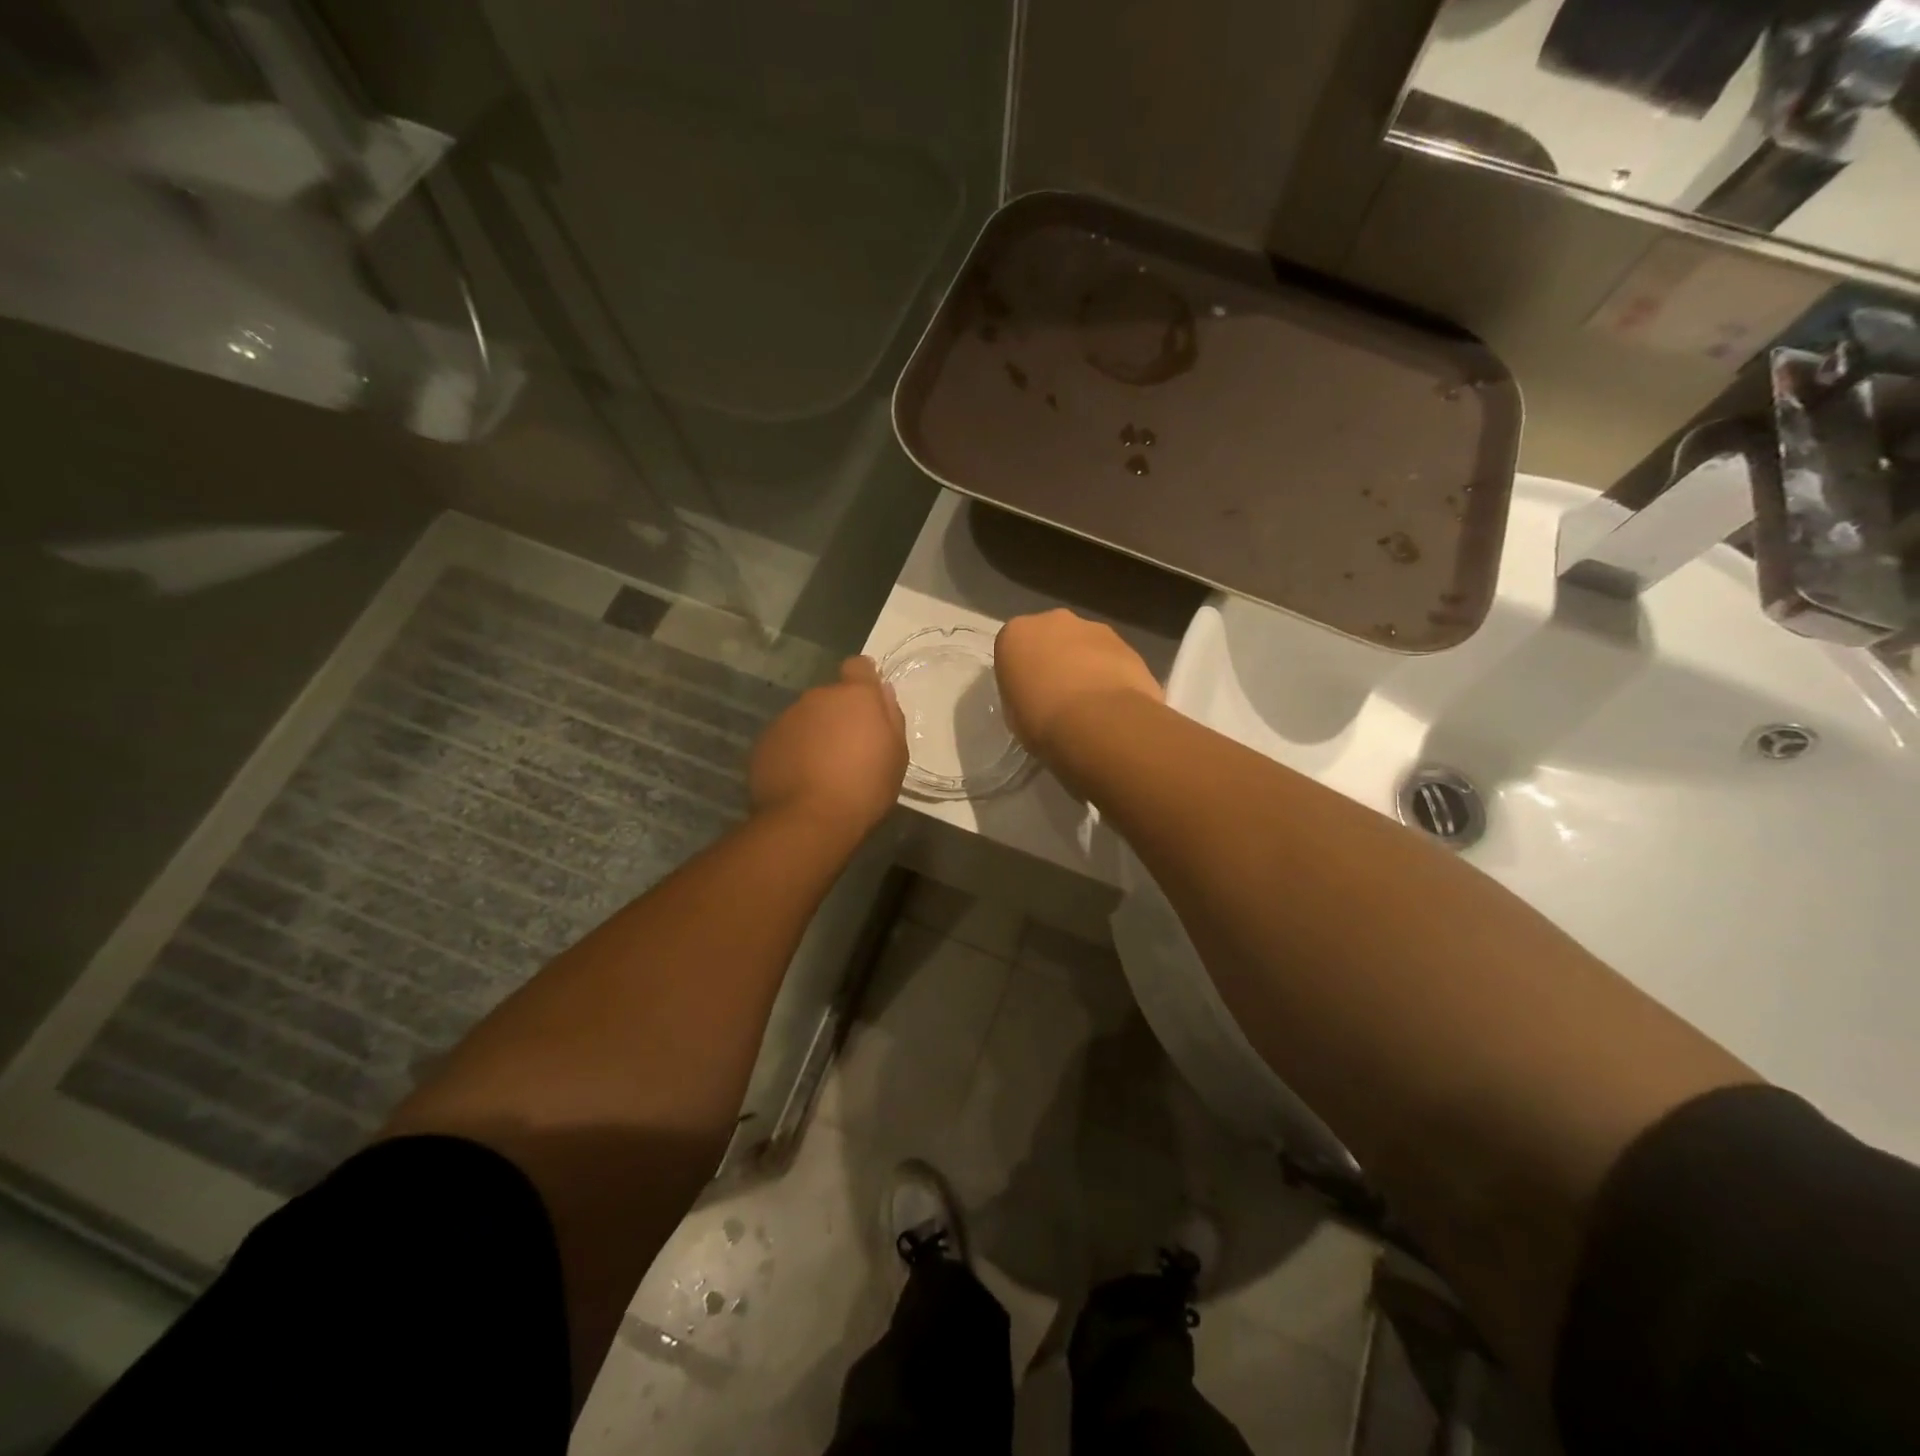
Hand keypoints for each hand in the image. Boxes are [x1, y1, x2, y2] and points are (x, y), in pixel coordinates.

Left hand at [750, 657, 906, 837]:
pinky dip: (793, 752)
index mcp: (855, 696)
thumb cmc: (865, 788)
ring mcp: (786, 718)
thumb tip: (882, 693)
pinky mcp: (764, 742)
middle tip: (849, 751)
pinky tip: (800, 781)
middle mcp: (817, 697)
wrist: (809, 821)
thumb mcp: (897, 755)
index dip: (864, 681)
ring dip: (815, 734)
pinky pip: (786, 739)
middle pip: (831, 697)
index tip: (869, 706)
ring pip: (806, 718)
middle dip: (839, 715)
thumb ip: (891, 717)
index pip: (859, 666)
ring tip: (822, 770)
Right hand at [994, 610, 1163, 759]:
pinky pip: (1112, 660)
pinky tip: (1113, 706)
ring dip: (1085, 667)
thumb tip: (1036, 698)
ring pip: (1084, 646)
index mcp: (1016, 634)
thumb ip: (1022, 695)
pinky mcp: (1127, 645)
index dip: (1021, 676)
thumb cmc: (1042, 721)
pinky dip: (1111, 677)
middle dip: (1054, 662)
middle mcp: (1053, 621)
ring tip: (1090, 706)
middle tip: (1058, 698)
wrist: (1100, 722)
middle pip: (1050, 639)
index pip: (1013, 650)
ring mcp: (1094, 629)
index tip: (1028, 698)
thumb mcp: (1014, 715)